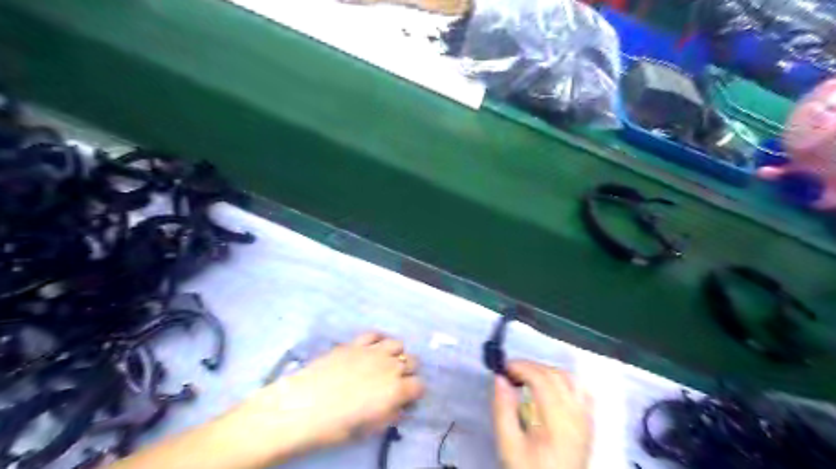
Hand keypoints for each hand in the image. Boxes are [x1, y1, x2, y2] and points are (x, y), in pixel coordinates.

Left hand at [227, 333, 424, 460]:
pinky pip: (375, 334)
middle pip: (412, 361)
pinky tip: (370, 350)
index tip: (405, 400)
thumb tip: (399, 408)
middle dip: (408, 372)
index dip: (414, 394)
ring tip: (384, 364)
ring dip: (395, 354)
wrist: (301, 407)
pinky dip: (378, 341)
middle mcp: (390, 366)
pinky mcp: (354, 343)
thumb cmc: (335, 427)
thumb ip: (389, 416)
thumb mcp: (368, 430)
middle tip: (395, 383)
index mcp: (396, 390)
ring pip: (397, 344)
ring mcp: (372, 350)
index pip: (420, 386)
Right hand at [491, 361, 590, 468]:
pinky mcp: (589, 423)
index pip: (542, 380)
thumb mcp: (509, 446)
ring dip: (546, 371)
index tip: (502, 368)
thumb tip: (500, 379)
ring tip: (527, 377)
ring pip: (570, 379)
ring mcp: (586, 419)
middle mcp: (577, 416)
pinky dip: (564, 380)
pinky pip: (581, 390)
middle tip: (510, 372)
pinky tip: (550, 386)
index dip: (521, 367)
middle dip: (530, 367)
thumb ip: (503, 410)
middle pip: (556, 375)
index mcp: (558, 422)